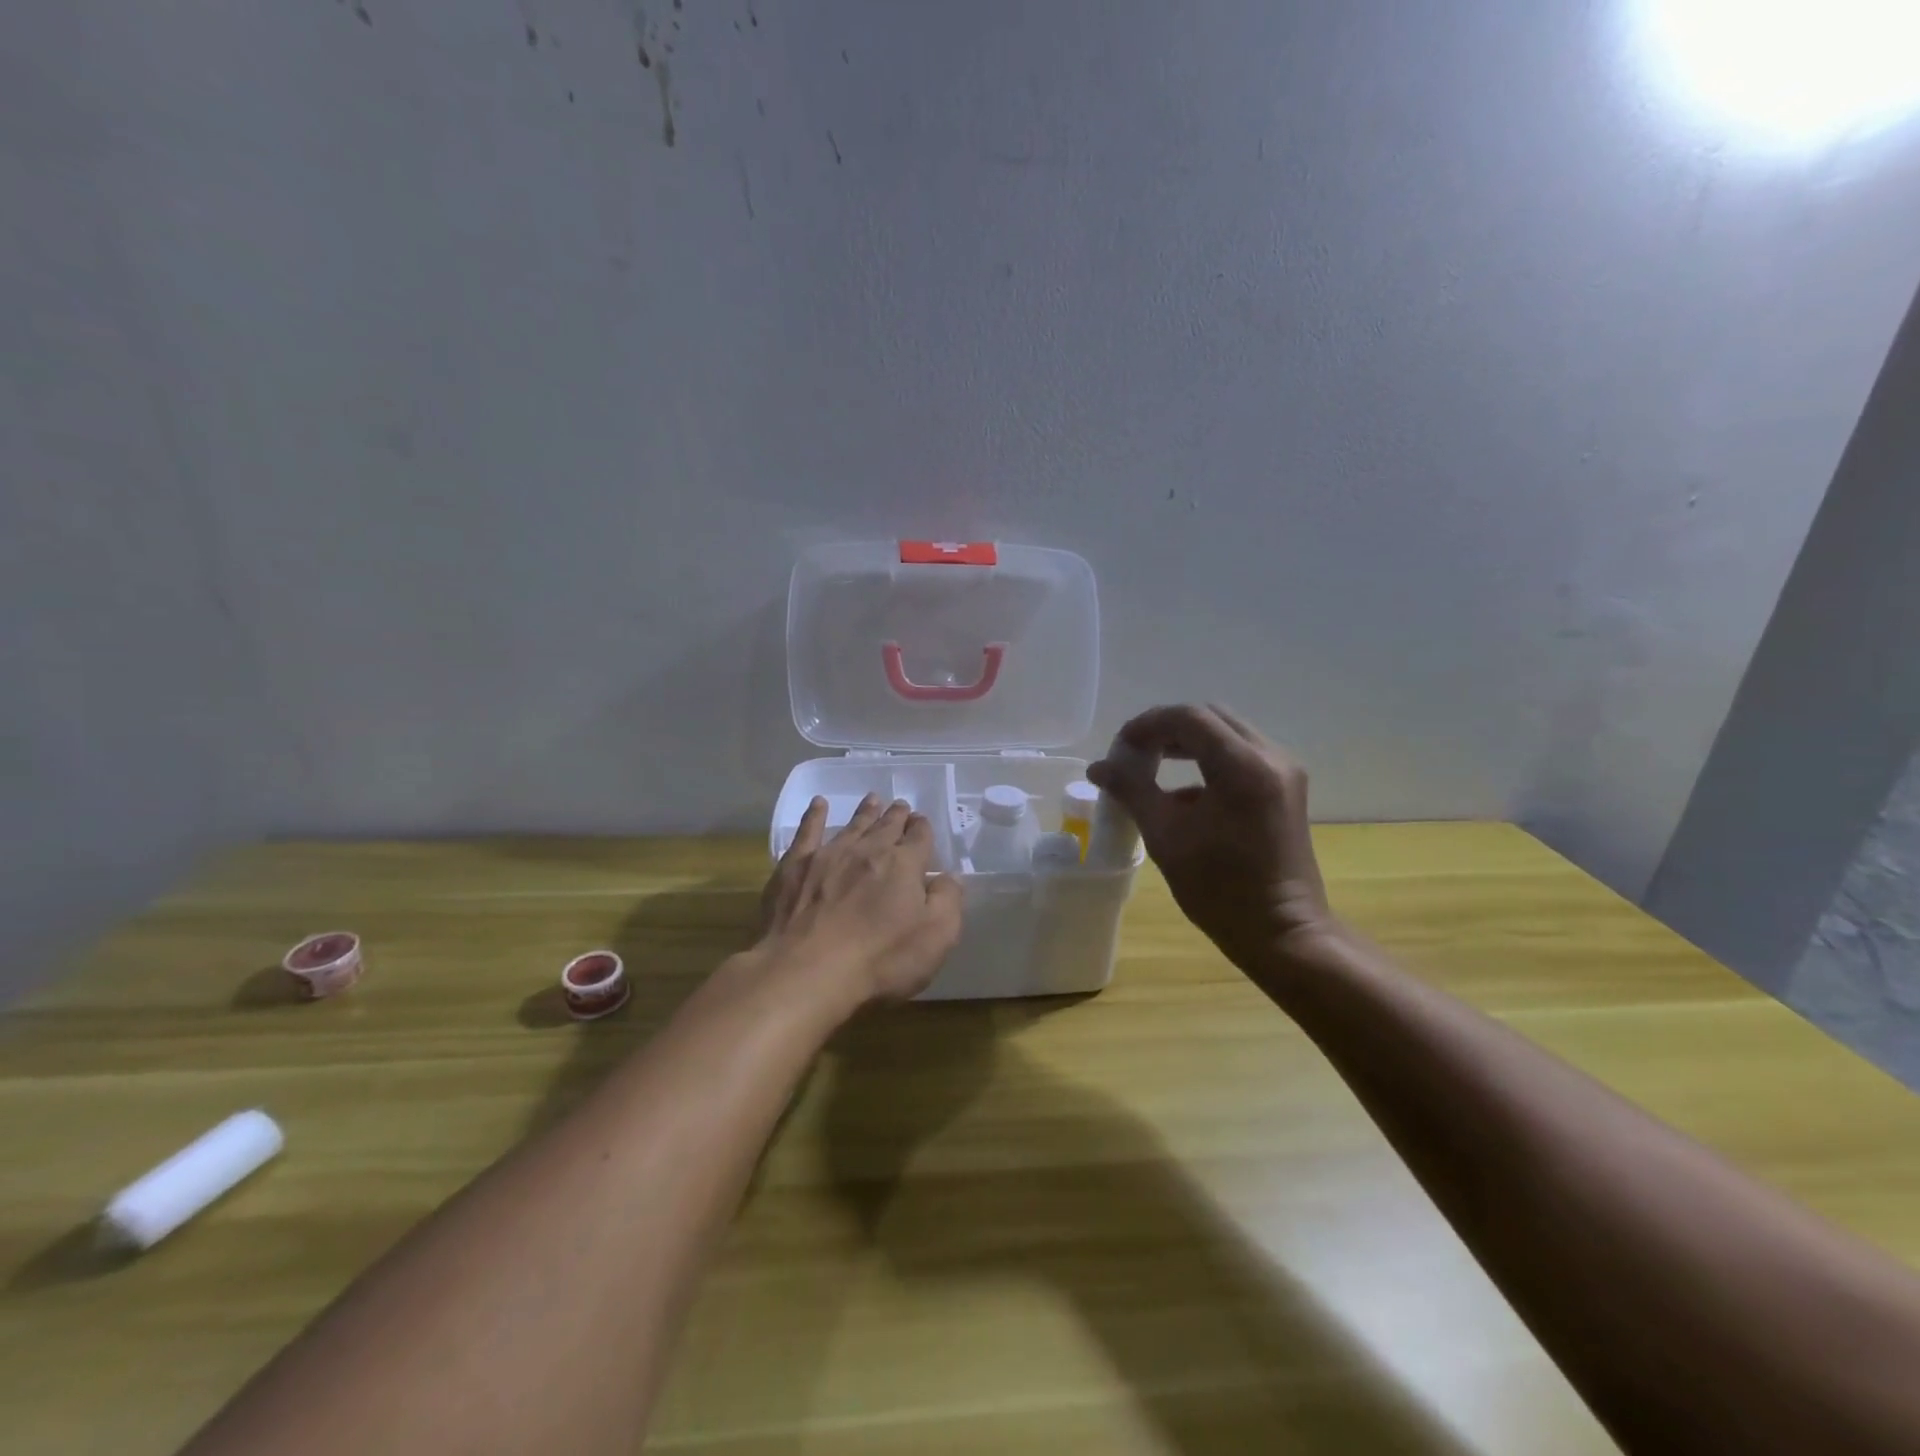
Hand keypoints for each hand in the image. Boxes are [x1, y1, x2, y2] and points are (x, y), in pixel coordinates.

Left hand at [757, 794, 963, 1007]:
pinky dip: (814, 815)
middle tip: (900, 806)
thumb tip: (950, 876)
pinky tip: (818, 804)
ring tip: (872, 800)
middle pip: (887, 826)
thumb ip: (948, 901)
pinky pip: (807, 831)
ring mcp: (829, 855)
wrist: (808, 971)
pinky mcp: (795, 866)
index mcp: (904, 865)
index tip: (922, 823)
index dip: (923, 829)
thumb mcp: (936, 938)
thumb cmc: (880, 960)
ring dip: (865, 812)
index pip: (920, 837)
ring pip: (853, 825)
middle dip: (896, 816)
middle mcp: (868, 850)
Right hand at [1087, 704, 1338, 975]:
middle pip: (1210, 717)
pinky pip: (1241, 754)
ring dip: (1187, 742)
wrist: (1282, 933)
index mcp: (1243, 767)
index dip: (1147, 724)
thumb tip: (1098, 768)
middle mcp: (1270, 757)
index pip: (1189, 718)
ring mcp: (1284, 771)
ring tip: (1151, 765)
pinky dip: (1208, 759)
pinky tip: (1182, 792)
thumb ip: (1131, 791)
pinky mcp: (1286, 788)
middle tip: (1134, 754)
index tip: (1119, 748)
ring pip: (1227, 733)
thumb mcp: (1166, 836)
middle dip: (1167, 729)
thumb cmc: (1220, 889)